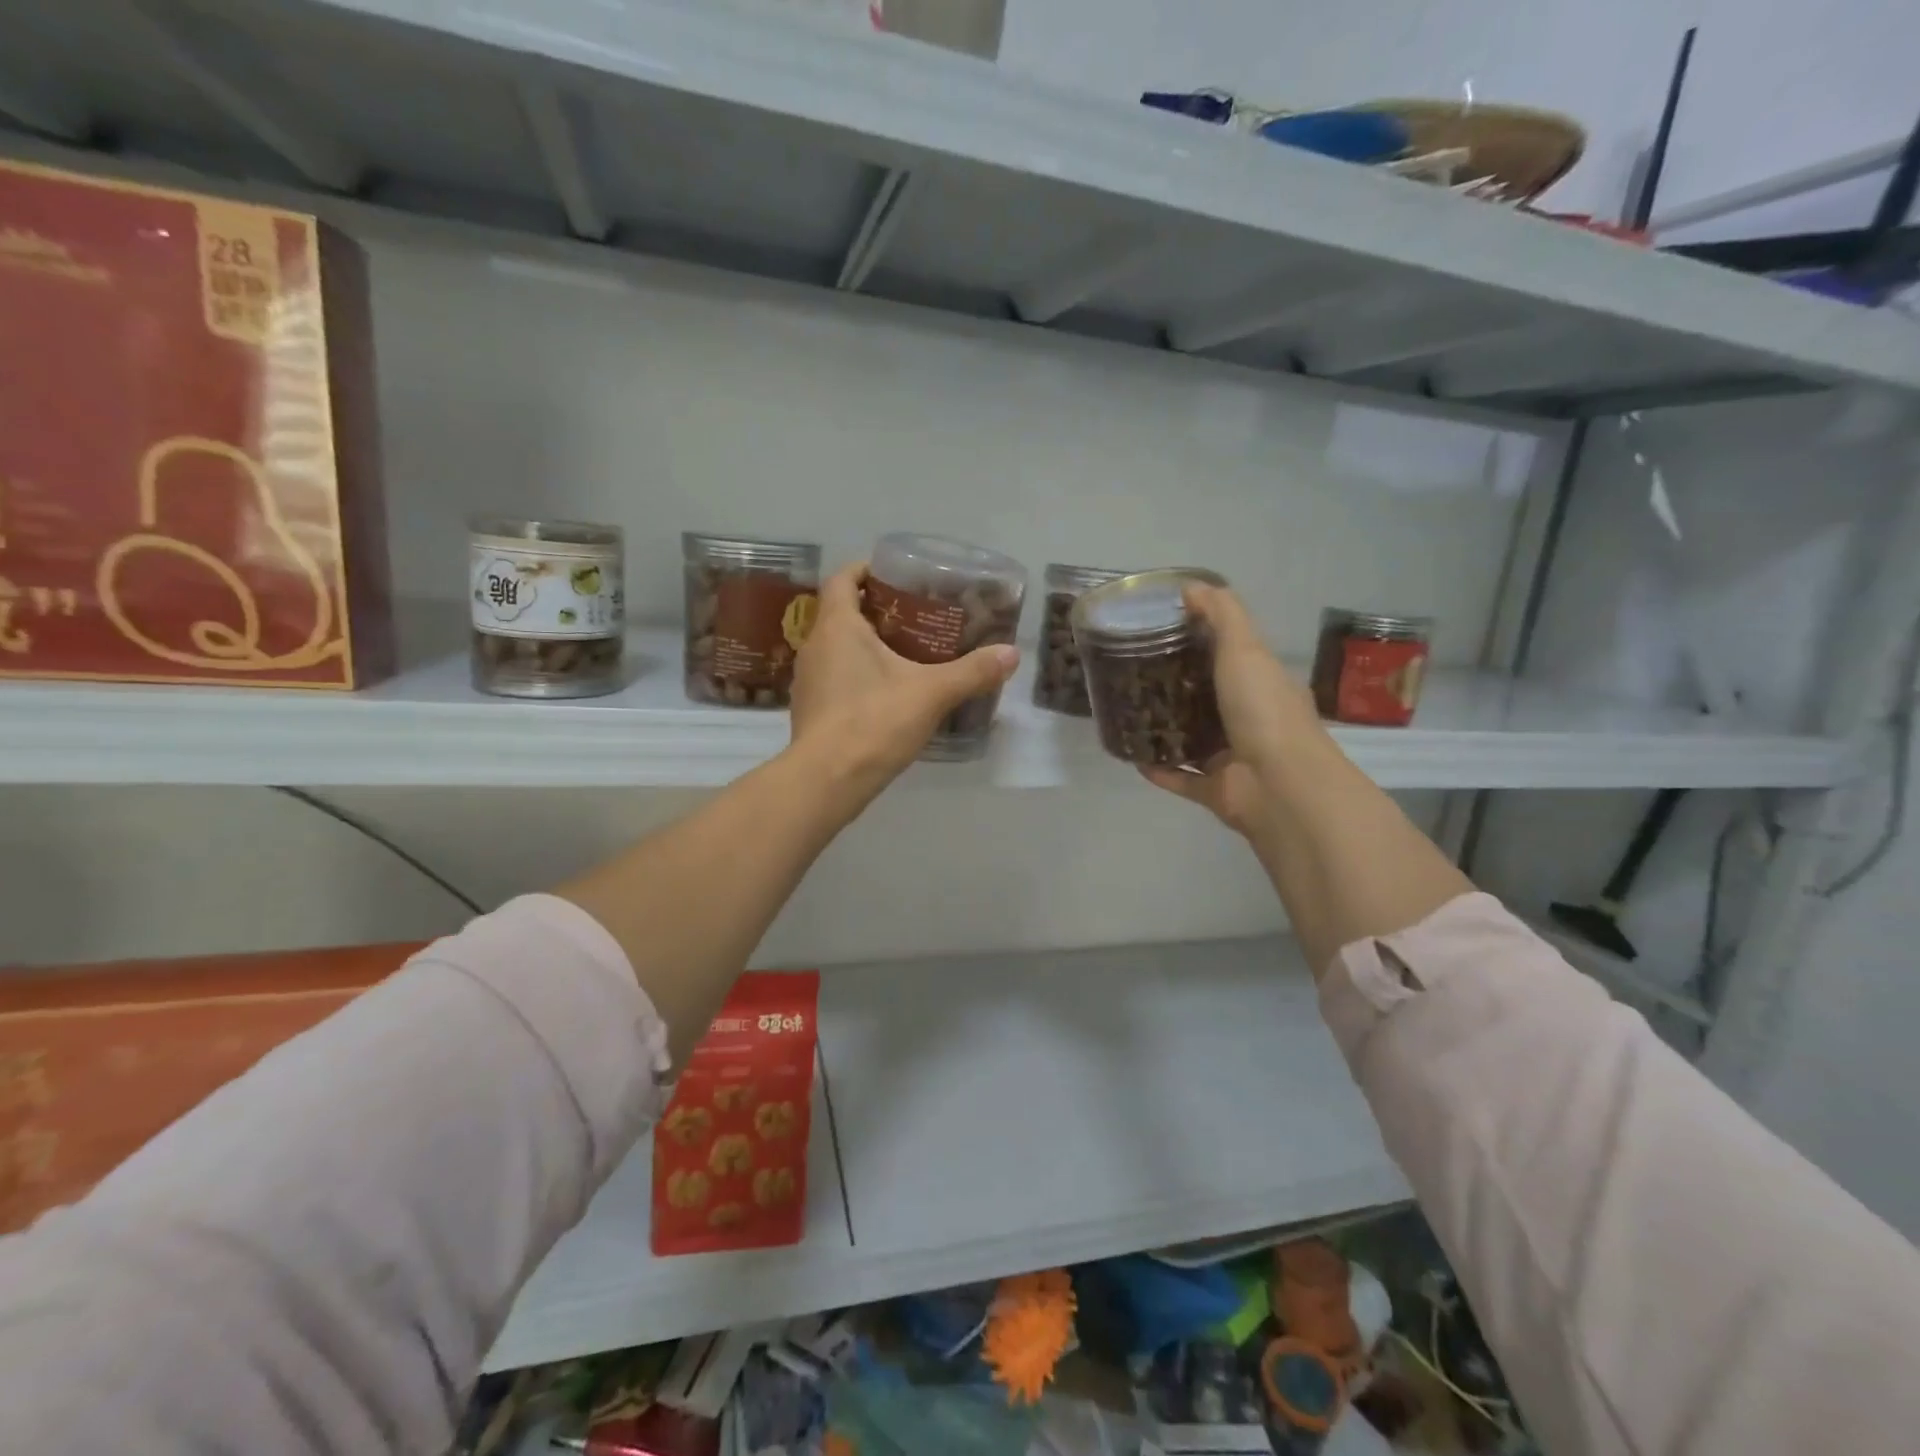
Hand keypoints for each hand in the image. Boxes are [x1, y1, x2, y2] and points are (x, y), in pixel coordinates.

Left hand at [788, 562, 1019, 807]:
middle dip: (874, 609)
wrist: (826, 781)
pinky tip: (885, 692)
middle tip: (913, 615)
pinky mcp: (810, 710)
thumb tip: (1012, 653)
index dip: (866, 569)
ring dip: (864, 643)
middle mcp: (814, 646)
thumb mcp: (931, 693)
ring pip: (836, 647)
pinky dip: (856, 674)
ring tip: (904, 652)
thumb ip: (972, 672)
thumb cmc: (874, 722)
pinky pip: (834, 677)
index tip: (895, 575)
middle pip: (841, 612)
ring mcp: (807, 680)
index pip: (842, 578)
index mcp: (837, 626)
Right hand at [1140, 584, 1335, 838]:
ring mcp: (1232, 758)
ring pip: (1193, 739)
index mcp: (1262, 684)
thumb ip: (1221, 614)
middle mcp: (1249, 720)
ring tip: (1128, 711)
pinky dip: (1158, 769)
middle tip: (1134, 671)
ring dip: (1165, 728)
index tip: (1163, 630)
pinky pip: (1180, 778)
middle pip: (1208, 698)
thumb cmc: (1264, 710)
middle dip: (1176, 687)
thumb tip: (1191, 586)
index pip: (1232, 656)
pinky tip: (1130, 754)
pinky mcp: (1214, 790)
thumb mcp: (1245, 648)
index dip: (1202, 641)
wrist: (1279, 785)